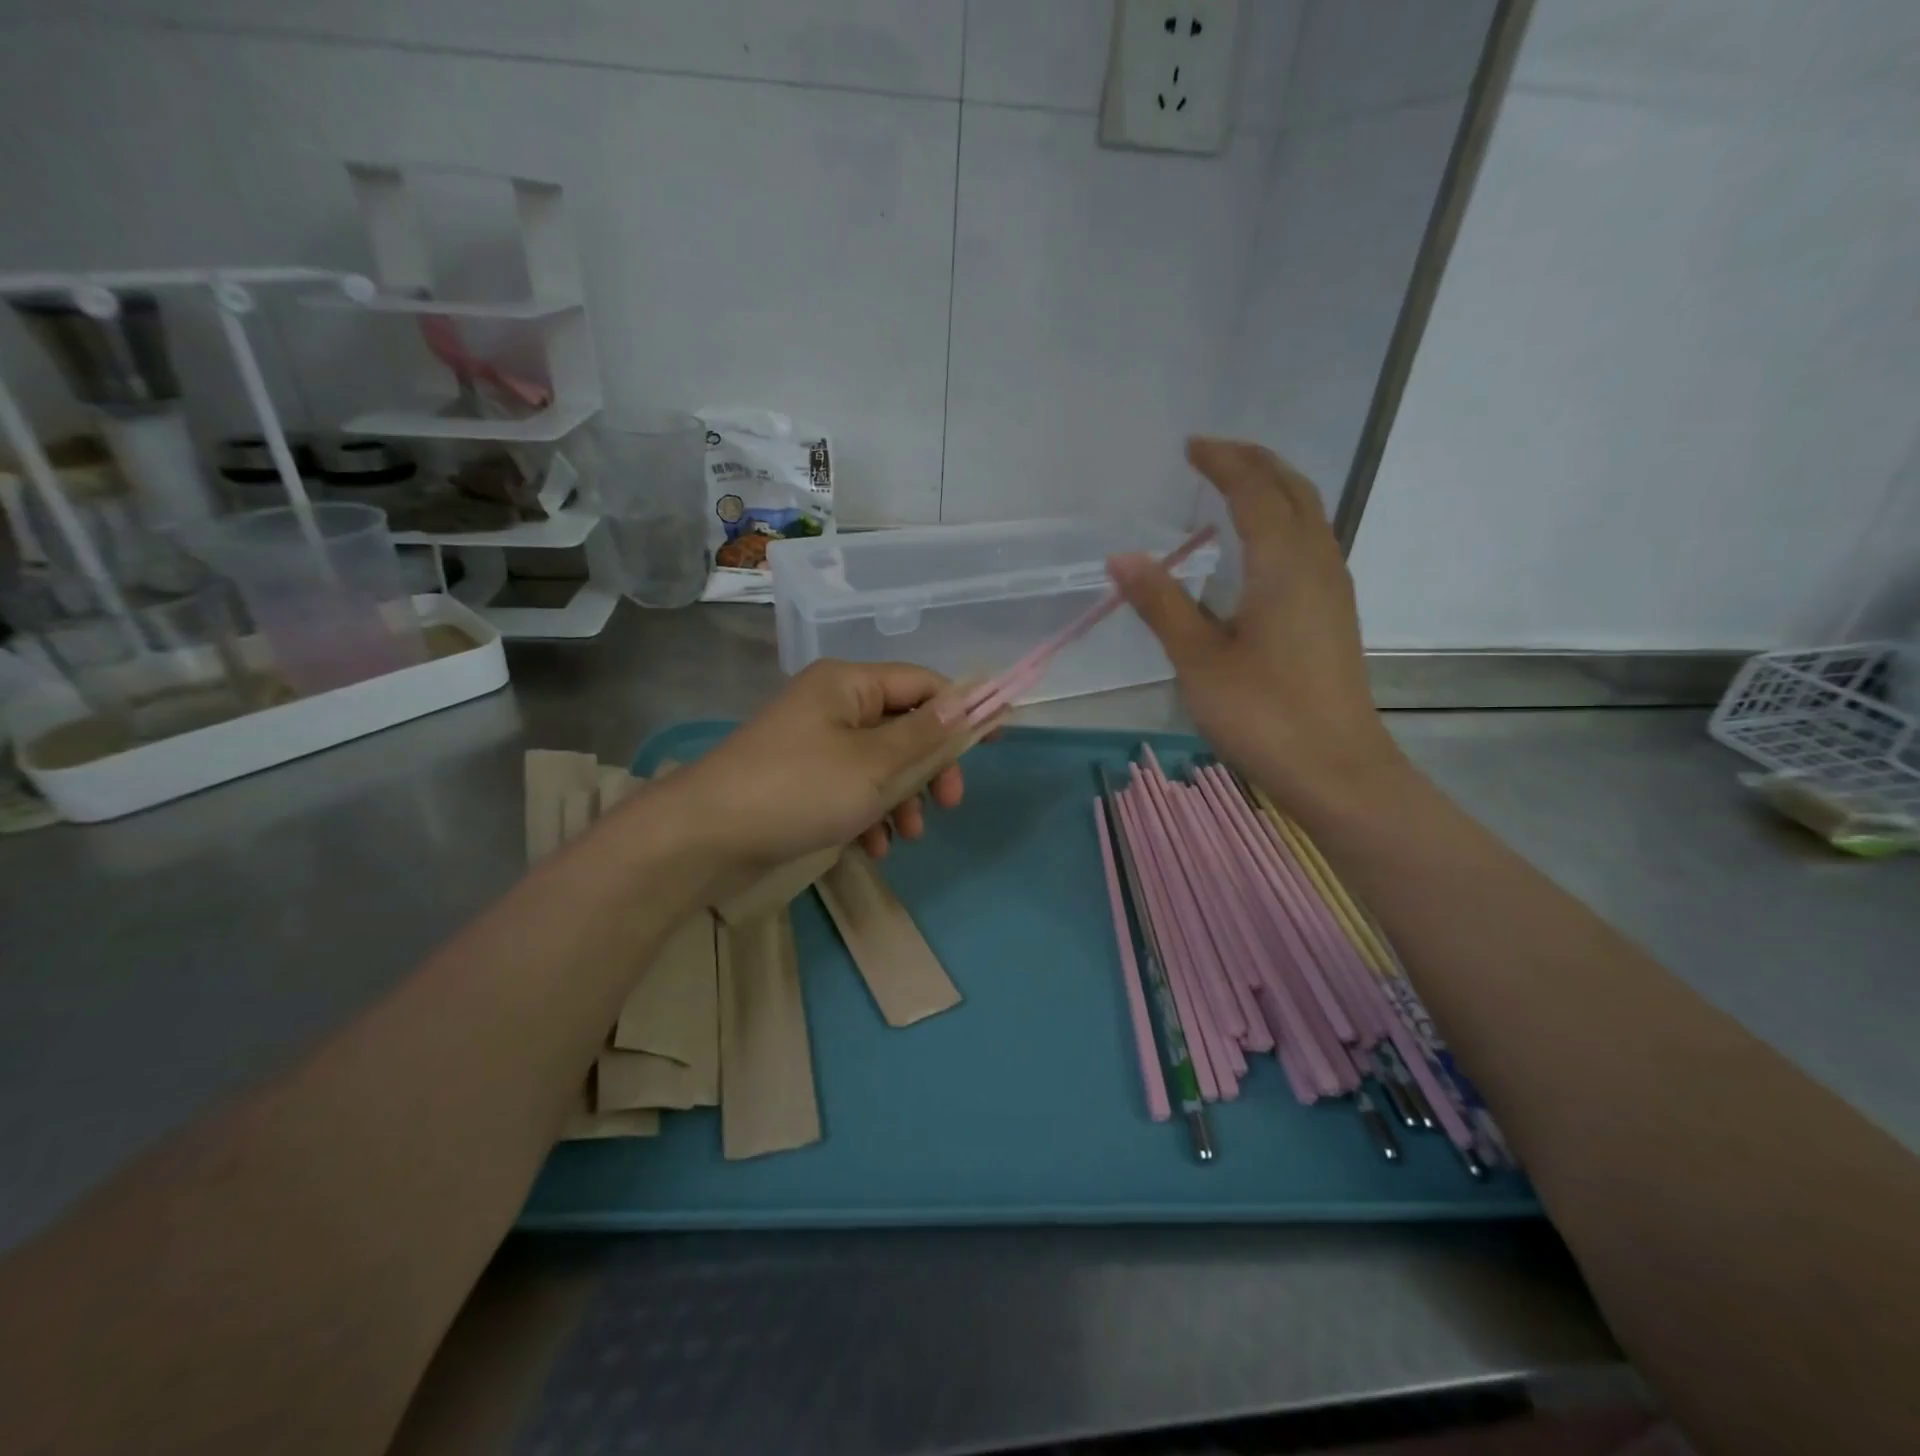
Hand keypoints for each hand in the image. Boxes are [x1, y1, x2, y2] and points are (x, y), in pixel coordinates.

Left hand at [667, 660, 975, 868]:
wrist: (704, 837)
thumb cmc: (798, 789)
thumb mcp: (874, 764)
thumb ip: (928, 734)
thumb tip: (976, 699)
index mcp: (848, 684)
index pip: (923, 684)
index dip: (962, 711)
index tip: (993, 744)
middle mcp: (832, 705)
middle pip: (903, 726)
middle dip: (929, 767)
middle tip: (948, 804)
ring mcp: (813, 743)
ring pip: (880, 763)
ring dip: (901, 798)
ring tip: (906, 836)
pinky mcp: (801, 780)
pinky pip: (851, 788)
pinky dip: (868, 813)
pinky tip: (872, 846)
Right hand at [1108, 437, 1406, 812]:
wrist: (1336, 768)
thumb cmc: (1263, 713)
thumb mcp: (1199, 659)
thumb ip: (1161, 603)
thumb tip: (1122, 557)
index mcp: (1284, 564)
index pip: (1254, 491)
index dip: (1223, 462)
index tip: (1191, 446)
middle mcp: (1317, 562)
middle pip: (1294, 490)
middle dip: (1255, 463)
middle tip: (1214, 454)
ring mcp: (1332, 588)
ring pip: (1309, 515)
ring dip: (1274, 489)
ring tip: (1235, 487)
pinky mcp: (1334, 614)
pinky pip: (1311, 542)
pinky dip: (1284, 521)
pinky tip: (1259, 547)